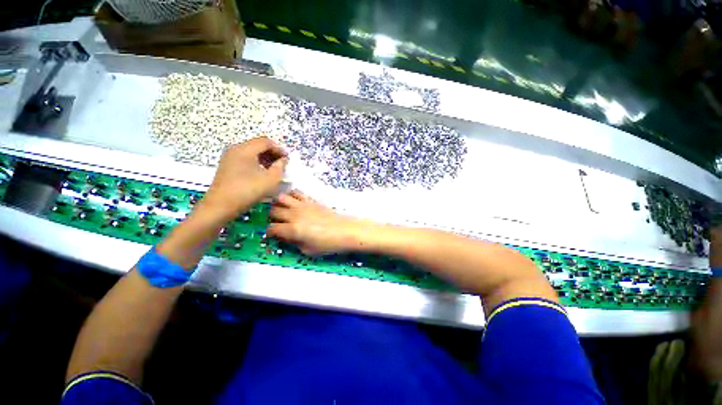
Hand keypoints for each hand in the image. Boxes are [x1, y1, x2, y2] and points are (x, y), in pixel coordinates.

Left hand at [198, 137, 286, 222]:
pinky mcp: (227, 166)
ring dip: (264, 158)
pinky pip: (244, 159)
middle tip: (282, 164)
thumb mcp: (271, 179)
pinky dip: (256, 163)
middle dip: (272, 153)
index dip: (279, 149)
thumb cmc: (248, 190)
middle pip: (257, 145)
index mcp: (245, 149)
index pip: (266, 142)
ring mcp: (229, 157)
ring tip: (274, 169)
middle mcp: (235, 149)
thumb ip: (280, 167)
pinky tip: (262, 173)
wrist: (221, 206)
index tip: (287, 159)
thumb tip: (283, 160)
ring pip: (251, 152)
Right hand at [267, 191, 362, 254]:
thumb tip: (285, 237)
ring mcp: (302, 205)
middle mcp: (294, 215)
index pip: (271, 228)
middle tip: (278, 223)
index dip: (270, 233)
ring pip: (281, 198)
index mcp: (292, 229)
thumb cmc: (328, 244)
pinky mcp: (311, 200)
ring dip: (279, 204)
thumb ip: (293, 243)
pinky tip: (295, 202)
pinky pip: (297, 192)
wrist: (345, 231)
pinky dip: (292, 195)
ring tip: (283, 210)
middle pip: (273, 211)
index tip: (274, 235)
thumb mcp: (308, 250)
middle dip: (272, 218)